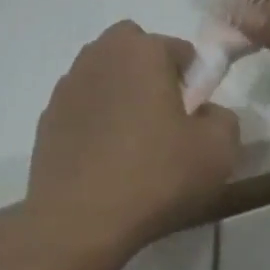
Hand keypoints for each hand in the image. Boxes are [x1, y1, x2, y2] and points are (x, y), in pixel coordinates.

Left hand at [24, 22, 240, 265]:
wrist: (77, 221)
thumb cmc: (154, 176)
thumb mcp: (218, 151)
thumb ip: (223, 119)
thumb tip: (205, 113)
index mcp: (141, 50)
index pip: (180, 49)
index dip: (194, 81)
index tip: (195, 117)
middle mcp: (100, 55)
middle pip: (134, 50)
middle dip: (151, 73)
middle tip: (164, 119)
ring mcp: (67, 86)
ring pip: (104, 76)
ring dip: (120, 95)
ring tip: (132, 143)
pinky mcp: (46, 118)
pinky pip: (83, 107)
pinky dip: (95, 121)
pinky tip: (104, 160)